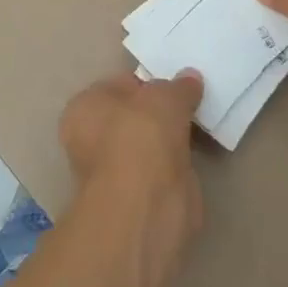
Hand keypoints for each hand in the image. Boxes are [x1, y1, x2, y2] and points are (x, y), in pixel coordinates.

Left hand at [59, 71, 204, 265]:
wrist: (147, 207)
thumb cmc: (141, 137)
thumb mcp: (166, 96)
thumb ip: (179, 86)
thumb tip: (190, 78)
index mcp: (84, 108)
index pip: (119, 85)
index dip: (148, 82)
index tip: (176, 83)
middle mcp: (91, 140)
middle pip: (135, 116)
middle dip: (161, 112)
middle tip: (193, 101)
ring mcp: (115, 173)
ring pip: (150, 144)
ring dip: (172, 138)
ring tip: (203, 123)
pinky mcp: (140, 199)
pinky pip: (164, 168)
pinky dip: (180, 163)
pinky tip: (202, 152)